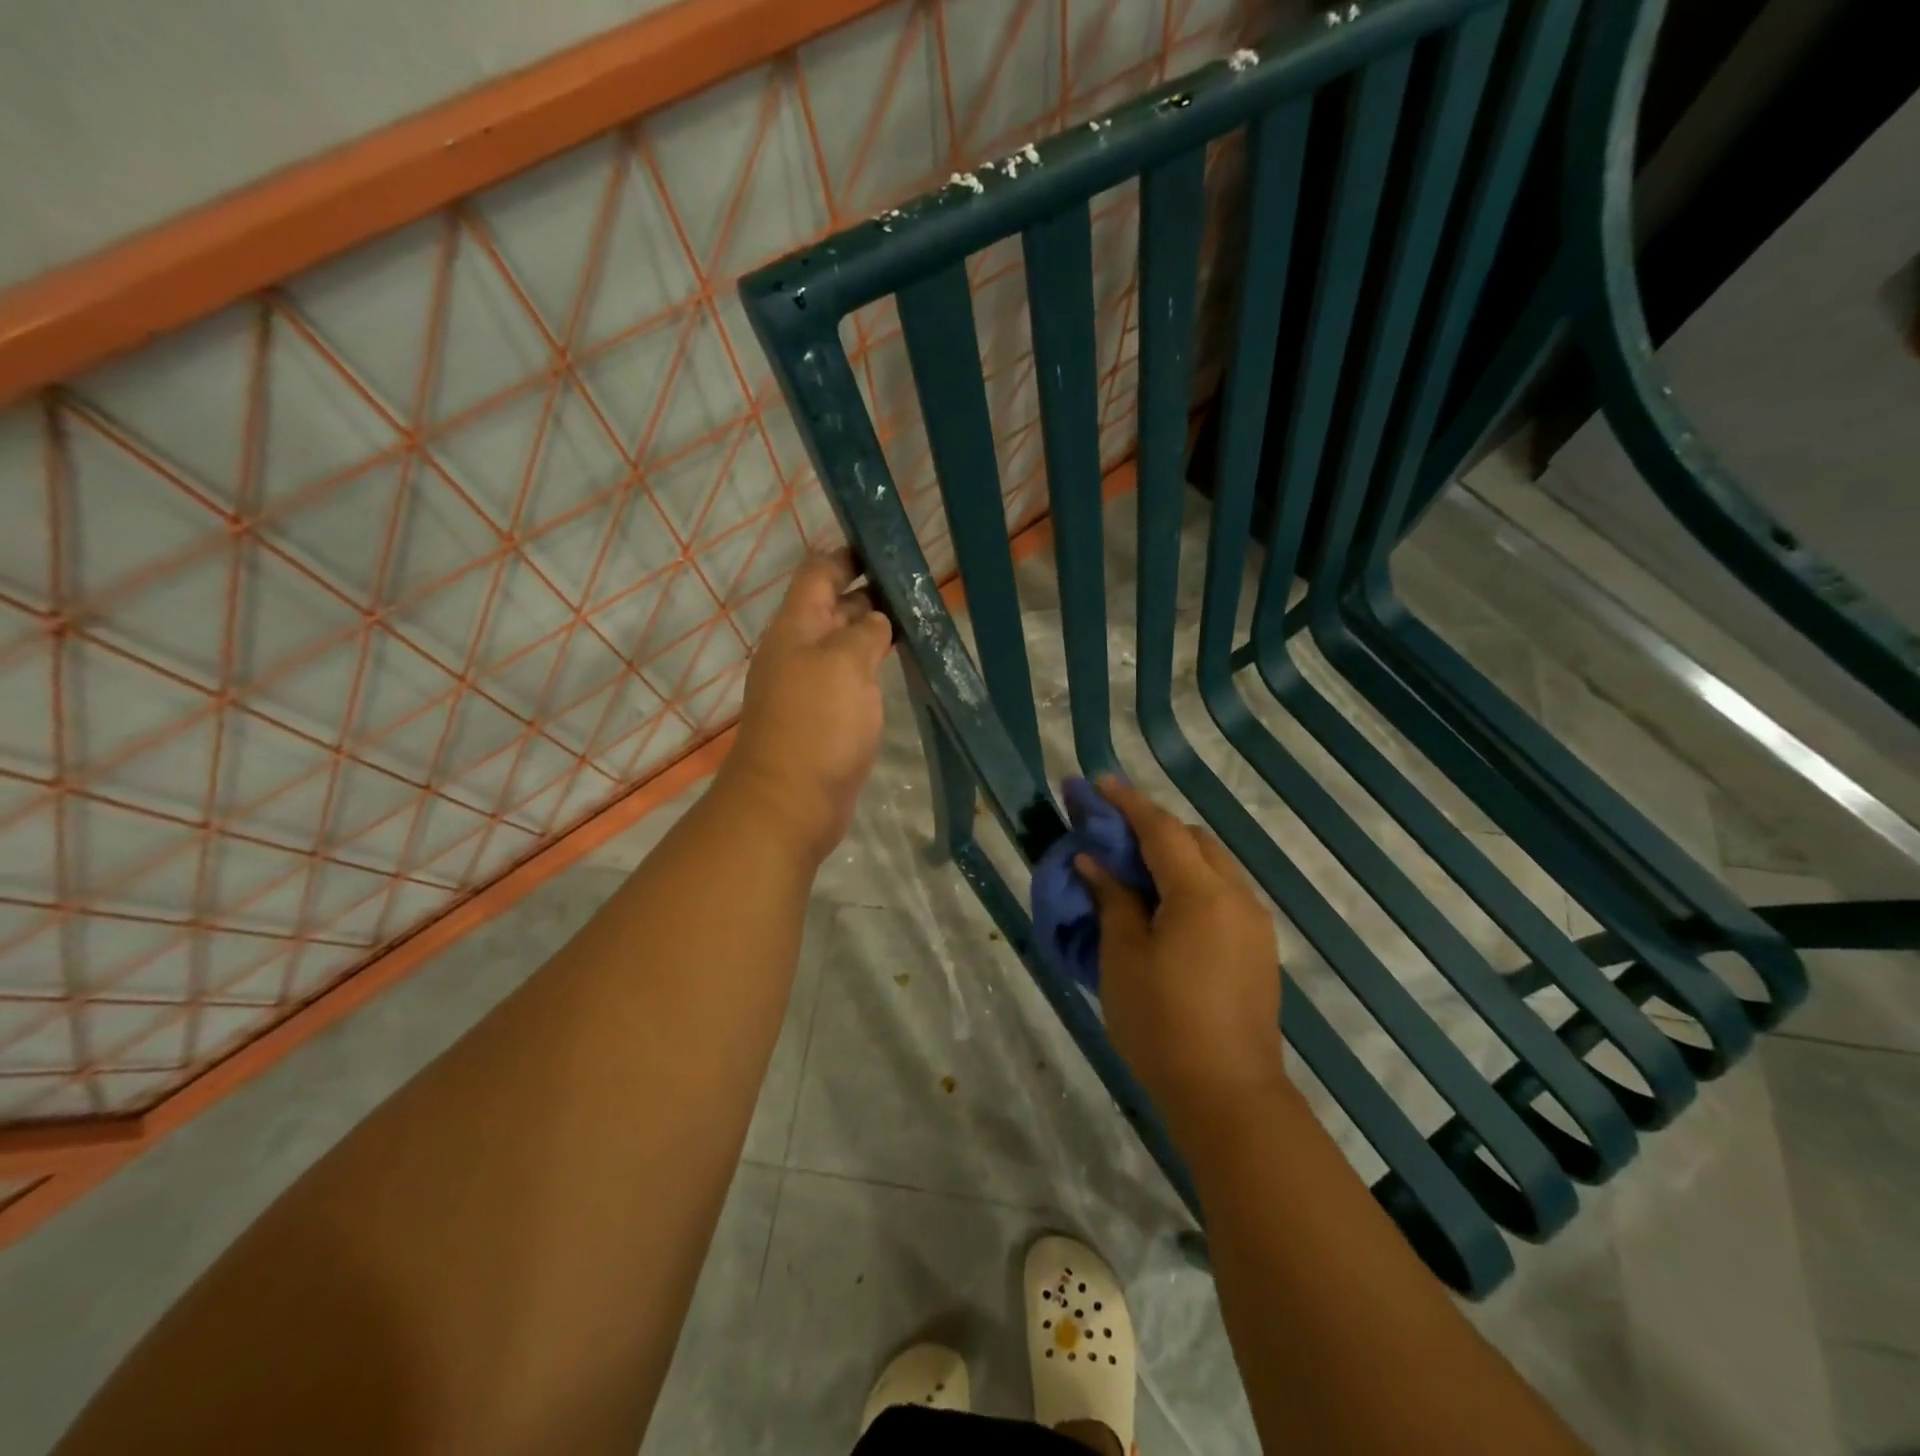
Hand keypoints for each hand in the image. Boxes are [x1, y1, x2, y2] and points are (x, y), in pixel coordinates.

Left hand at [719, 553, 892, 861]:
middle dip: (869, 593)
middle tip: (916, 588)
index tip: (887, 550)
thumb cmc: (817, 724)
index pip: (819, 573)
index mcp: (796, 627)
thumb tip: (876, 621)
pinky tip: (897, 668)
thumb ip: (864, 632)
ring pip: (844, 645)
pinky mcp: (824, 718)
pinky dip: (871, 667)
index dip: (848, 555)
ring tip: (916, 623)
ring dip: (874, 632)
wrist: (790, 802)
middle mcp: (799, 650)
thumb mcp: (845, 664)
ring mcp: (810, 686)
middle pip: (833, 608)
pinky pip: (849, 679)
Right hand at [1076, 777, 1286, 1130]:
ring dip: (1173, 853)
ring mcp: (1254, 922)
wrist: (1229, 1096)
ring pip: (1212, 864)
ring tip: (1133, 866)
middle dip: (1152, 826)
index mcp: (1201, 894)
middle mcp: (1237, 896)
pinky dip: (1191, 881)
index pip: (1161, 829)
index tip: (1098, 783)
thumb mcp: (1122, 959)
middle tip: (1110, 831)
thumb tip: (1094, 861)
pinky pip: (1222, 892)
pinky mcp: (1259, 947)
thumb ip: (1112, 900)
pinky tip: (1163, 904)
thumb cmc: (1162, 1025)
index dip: (1128, 803)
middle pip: (1193, 839)